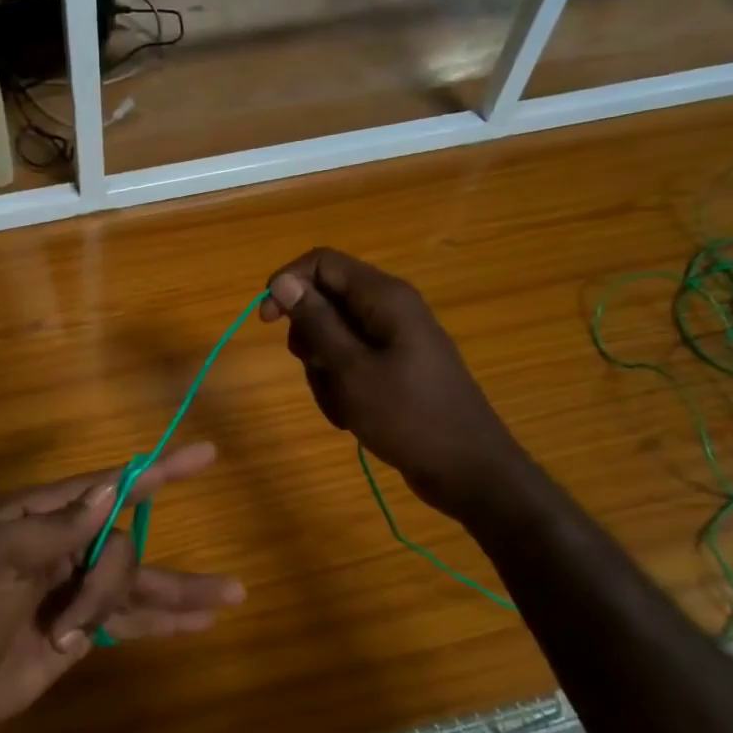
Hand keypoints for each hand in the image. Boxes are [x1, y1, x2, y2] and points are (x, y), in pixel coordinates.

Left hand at [0, 443, 244, 732]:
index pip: (107, 486)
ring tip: (233, 596)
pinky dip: (167, 620)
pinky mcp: (83, 631)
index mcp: (37, 518)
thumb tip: (109, 491)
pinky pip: (133, 619)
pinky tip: (203, 622)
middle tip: (69, 626)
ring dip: (181, 592)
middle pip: (121, 545)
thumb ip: (53, 529)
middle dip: (107, 585)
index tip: (204, 457)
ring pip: (138, 581)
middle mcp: (64, 547)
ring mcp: (75, 591)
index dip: (157, 471)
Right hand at [261, 248, 526, 520]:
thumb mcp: (351, 369)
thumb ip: (315, 321)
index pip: (322, 263)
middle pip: (325, 301)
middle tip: (316, 371)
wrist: (466, 470)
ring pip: (333, 338)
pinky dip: (341, 387)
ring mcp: (394, 340)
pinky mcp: (395, 367)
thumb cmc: (408, 416)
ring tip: (341, 404)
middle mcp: (389, 309)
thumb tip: (281, 281)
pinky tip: (352, 415)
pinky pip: (351, 364)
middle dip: (308, 338)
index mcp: (384, 297)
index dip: (288, 284)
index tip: (266, 321)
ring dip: (323, 371)